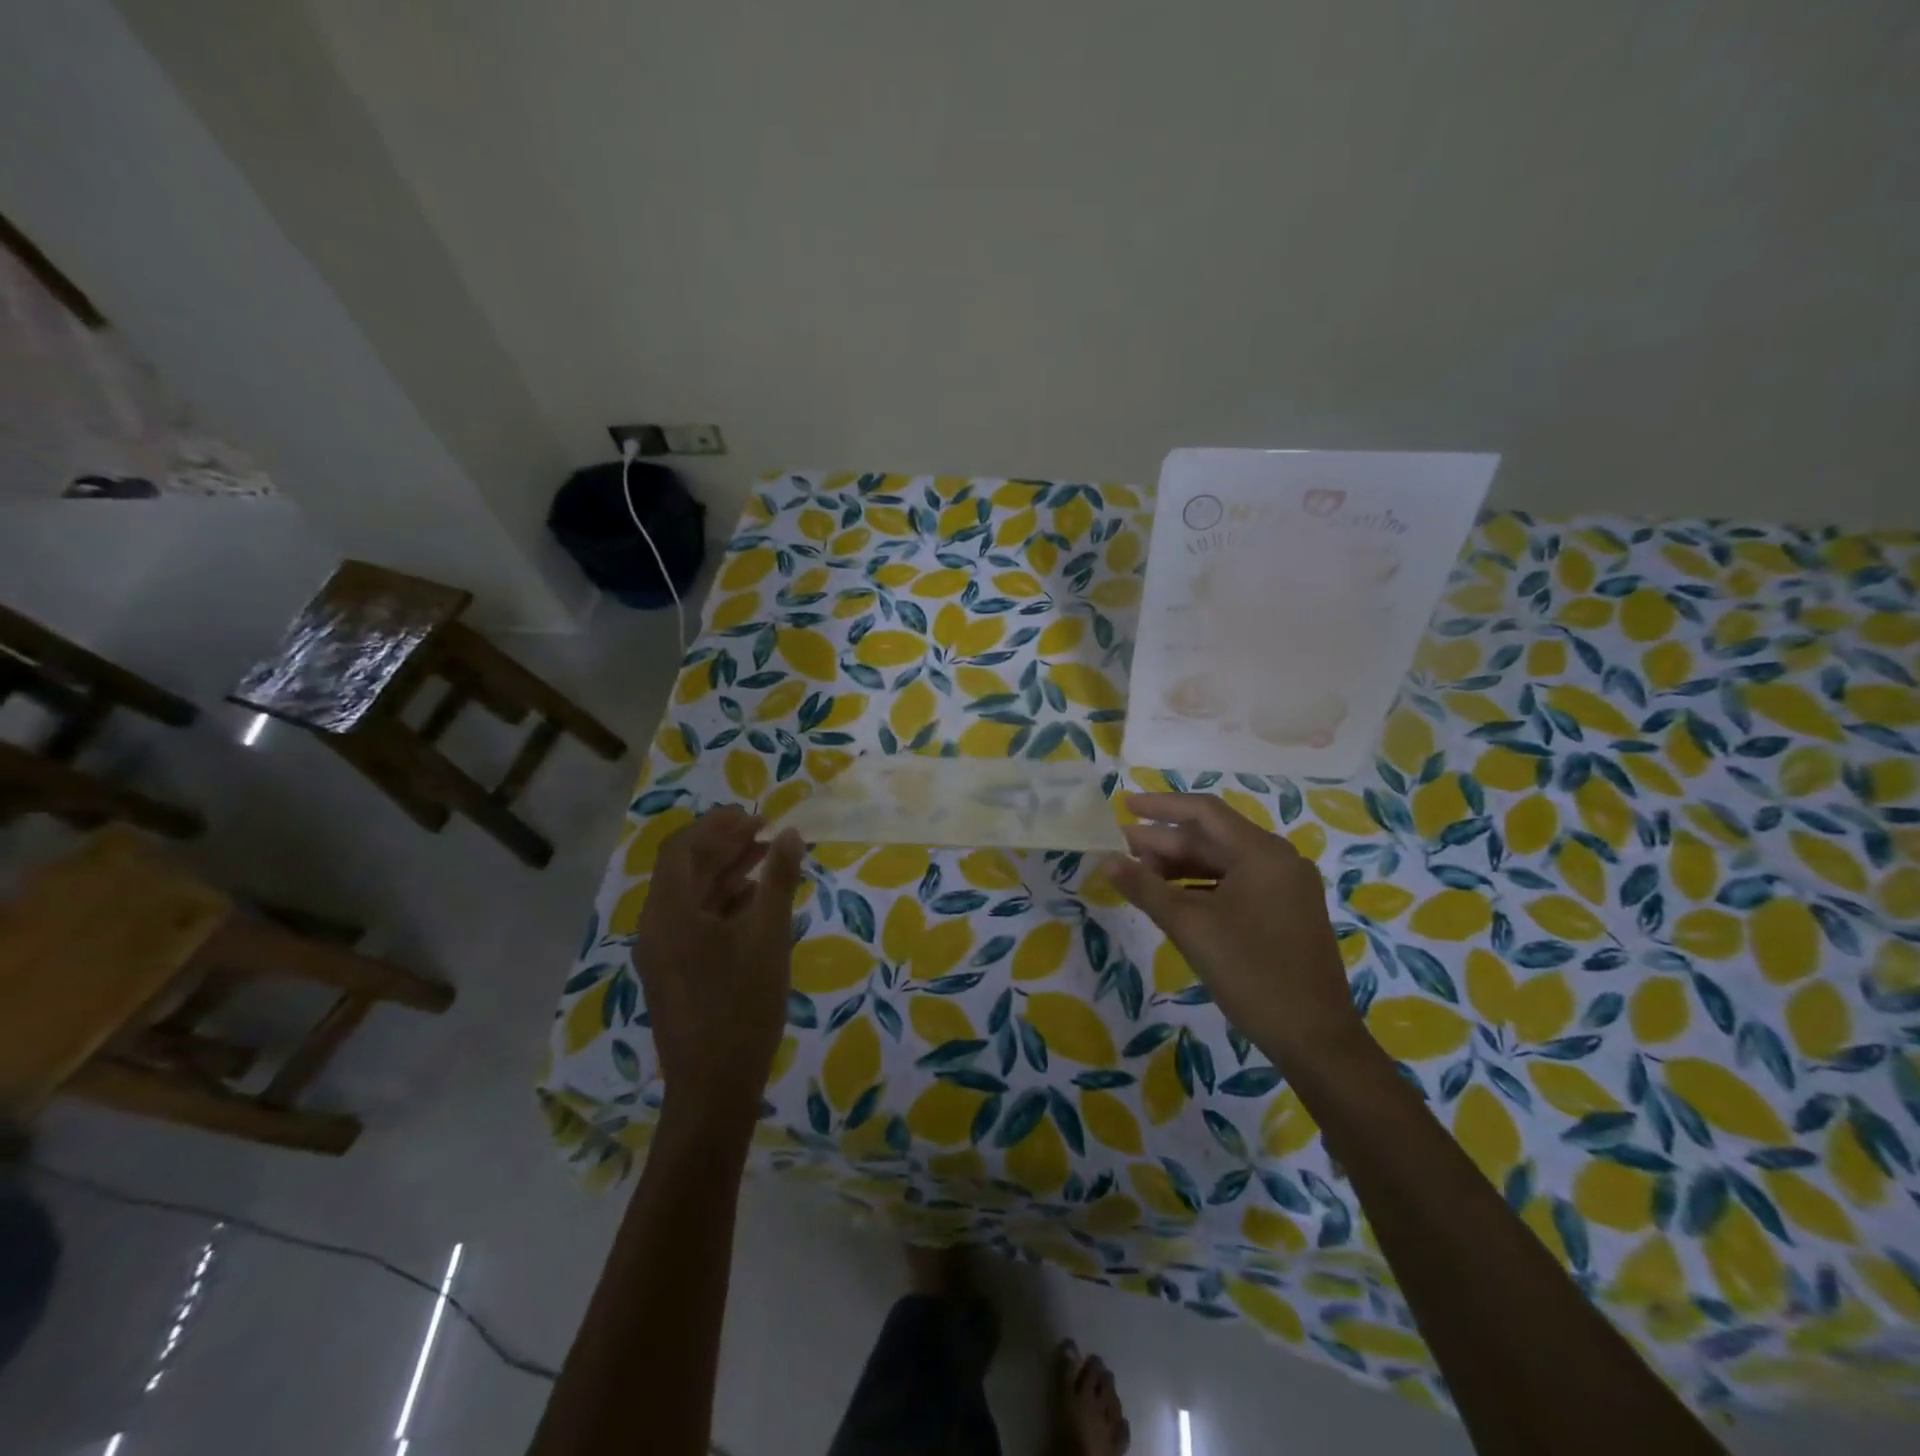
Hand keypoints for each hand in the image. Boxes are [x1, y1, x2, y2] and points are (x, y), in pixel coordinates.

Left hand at [632, 806, 804, 1117]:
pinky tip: (754, 903)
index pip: (682, 849)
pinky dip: (722, 903)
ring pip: (691, 897)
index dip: (717, 825)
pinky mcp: (674, 974)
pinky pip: (694, 923)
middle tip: (765, 831)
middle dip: (724, 845)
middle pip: (685, 870)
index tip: (755, 815)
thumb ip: (778, 879)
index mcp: (669, 913)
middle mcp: (656, 927)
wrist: (714, 1087)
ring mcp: (662, 953)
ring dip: (725, 873)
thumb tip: (788, 833)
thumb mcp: (768, 936)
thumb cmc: (742, 1005)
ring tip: (766, 859)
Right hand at [1107, 793, 1359, 1062]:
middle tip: (1122, 849)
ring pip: (1224, 862)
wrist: (1314, 1038)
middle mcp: (1279, 860)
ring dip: (1181, 865)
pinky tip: (1174, 898)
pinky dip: (1203, 886)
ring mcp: (1286, 887)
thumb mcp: (1190, 926)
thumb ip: (1146, 888)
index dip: (1160, 805)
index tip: (1123, 805)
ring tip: (1140, 875)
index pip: (1203, 812)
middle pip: (1213, 838)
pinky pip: (1237, 884)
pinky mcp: (1286, 911)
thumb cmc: (1250, 973)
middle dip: (1165, 842)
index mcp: (1262, 853)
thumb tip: (1108, 861)